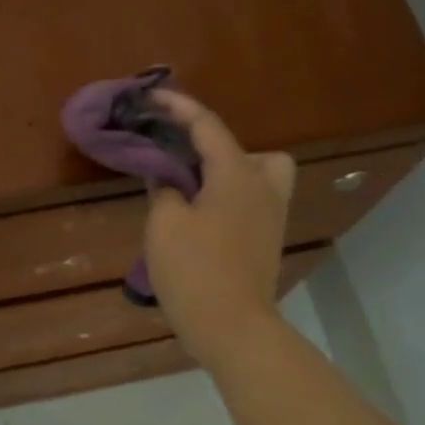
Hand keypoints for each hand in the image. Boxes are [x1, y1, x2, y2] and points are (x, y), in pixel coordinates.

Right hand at [144, 90, 296, 367]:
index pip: (207, 125)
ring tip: (192, 189)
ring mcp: (271, 216)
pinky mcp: (268, 240)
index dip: (178, 107)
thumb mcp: (165, 224)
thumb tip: (167, 176)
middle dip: (213, 144)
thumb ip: (164, 189)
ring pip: (258, 175)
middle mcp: (262, 187)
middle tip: (181, 159)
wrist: (233, 327)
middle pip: (246, 149)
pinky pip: (253, 200)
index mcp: (236, 174)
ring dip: (228, 171)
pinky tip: (201, 215)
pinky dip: (231, 195)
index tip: (153, 97)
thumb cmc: (195, 270)